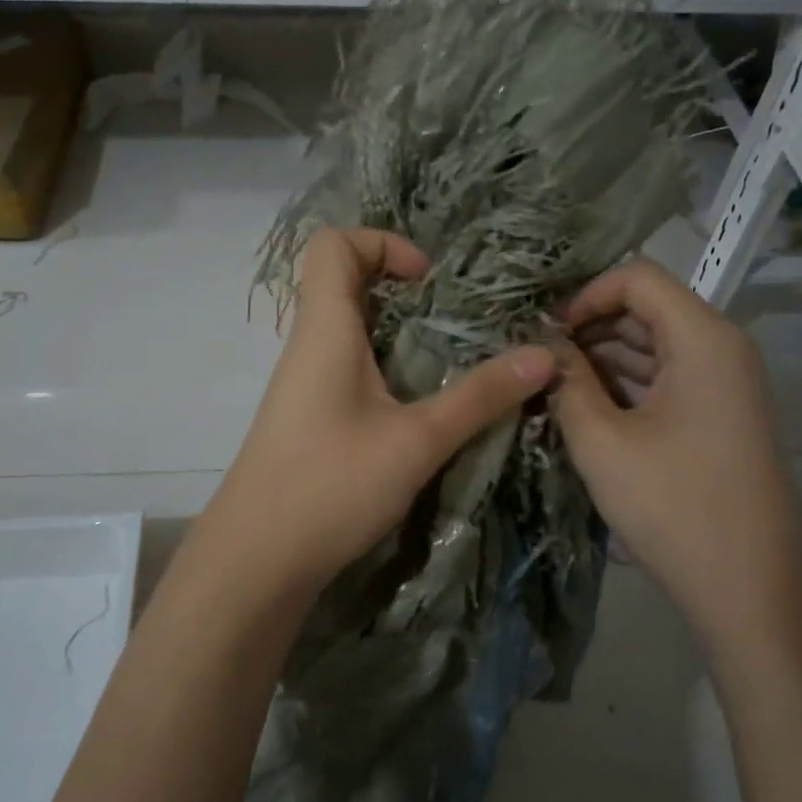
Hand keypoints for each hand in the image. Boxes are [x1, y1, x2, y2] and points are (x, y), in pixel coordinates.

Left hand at [199, 228, 555, 605]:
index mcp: (324, 329)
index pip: (332, 243)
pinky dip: (386, 370)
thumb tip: (544, 355)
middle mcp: (308, 345)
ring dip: (400, 335)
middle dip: (404, 291)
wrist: (257, 559)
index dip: (381, 242)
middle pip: (345, 283)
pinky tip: (419, 408)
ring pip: (350, 330)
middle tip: (456, 322)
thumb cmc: (331, 485)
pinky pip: (348, 369)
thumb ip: (480, 396)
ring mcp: (304, 384)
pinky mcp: (308, 418)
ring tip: (450, 363)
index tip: (428, 281)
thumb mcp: (417, 440)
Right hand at [550, 258, 801, 647]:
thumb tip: (543, 349)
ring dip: (601, 358)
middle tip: (536, 359)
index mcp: (702, 338)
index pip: (637, 278)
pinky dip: (623, 384)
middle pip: (646, 309)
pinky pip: (664, 378)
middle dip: (588, 327)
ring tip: (549, 383)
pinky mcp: (717, 415)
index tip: (545, 334)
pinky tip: (582, 406)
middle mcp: (720, 348)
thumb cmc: (673, 504)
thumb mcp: (601, 440)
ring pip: (653, 345)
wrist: (749, 585)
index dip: (585, 295)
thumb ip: (566, 383)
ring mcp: (723, 383)